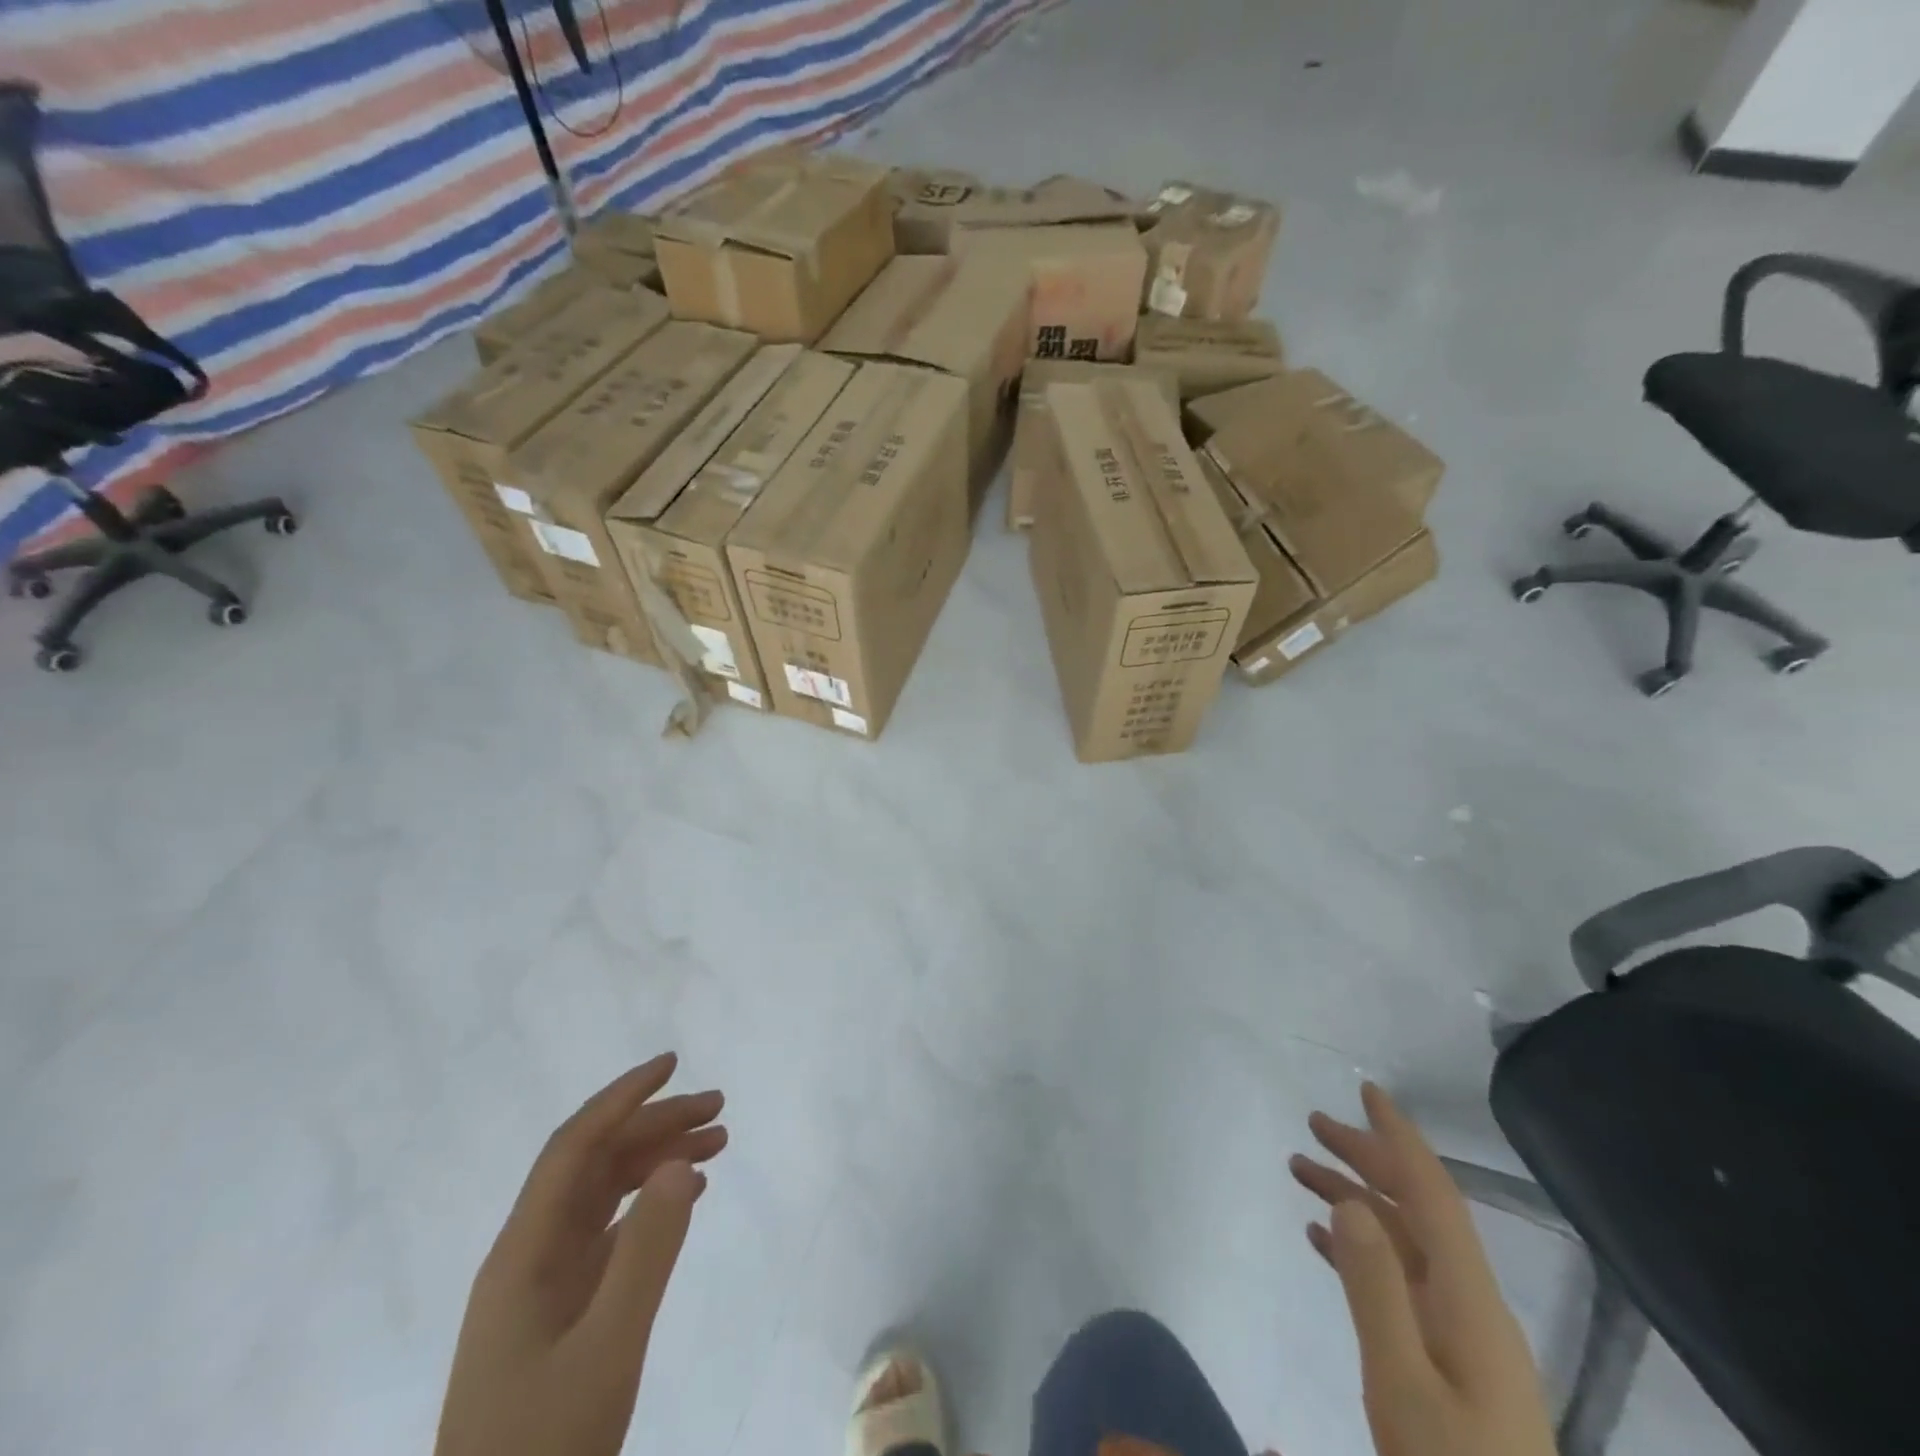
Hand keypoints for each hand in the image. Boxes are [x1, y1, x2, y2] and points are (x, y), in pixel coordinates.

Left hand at [436, 1054, 727, 1455]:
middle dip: (655, 1124)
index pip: (574, 1146)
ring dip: (658, 1160)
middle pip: (595, 1163)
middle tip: (719, 1109)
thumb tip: (679, 1161)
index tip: (673, 1063)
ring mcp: (544, 1284)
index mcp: (524, 1251)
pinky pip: (611, 1232)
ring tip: (718, 1143)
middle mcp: (530, 1254)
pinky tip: (688, 1196)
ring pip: (606, 1194)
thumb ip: (646, 1252)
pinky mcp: (561, 1311)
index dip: (622, 1097)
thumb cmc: (545, 1447)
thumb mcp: (607, 1349)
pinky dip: (651, 1204)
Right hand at [1290, 1083, 1555, 1455]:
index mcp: (1469, 1301)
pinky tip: (1321, 1239)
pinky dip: (1358, 1248)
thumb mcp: (1403, 1385)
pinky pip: (1398, 1279)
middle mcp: (1470, 1304)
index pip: (1433, 1194)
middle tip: (1312, 1126)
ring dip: (1355, 1199)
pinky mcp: (1448, 1362)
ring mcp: (1461, 1334)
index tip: (1367, 1091)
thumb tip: (1350, 1199)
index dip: (1400, 1138)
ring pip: (1402, 1241)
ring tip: (1299, 1171)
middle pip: (1416, 1209)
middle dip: (1366, 1158)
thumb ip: (1375, 1288)